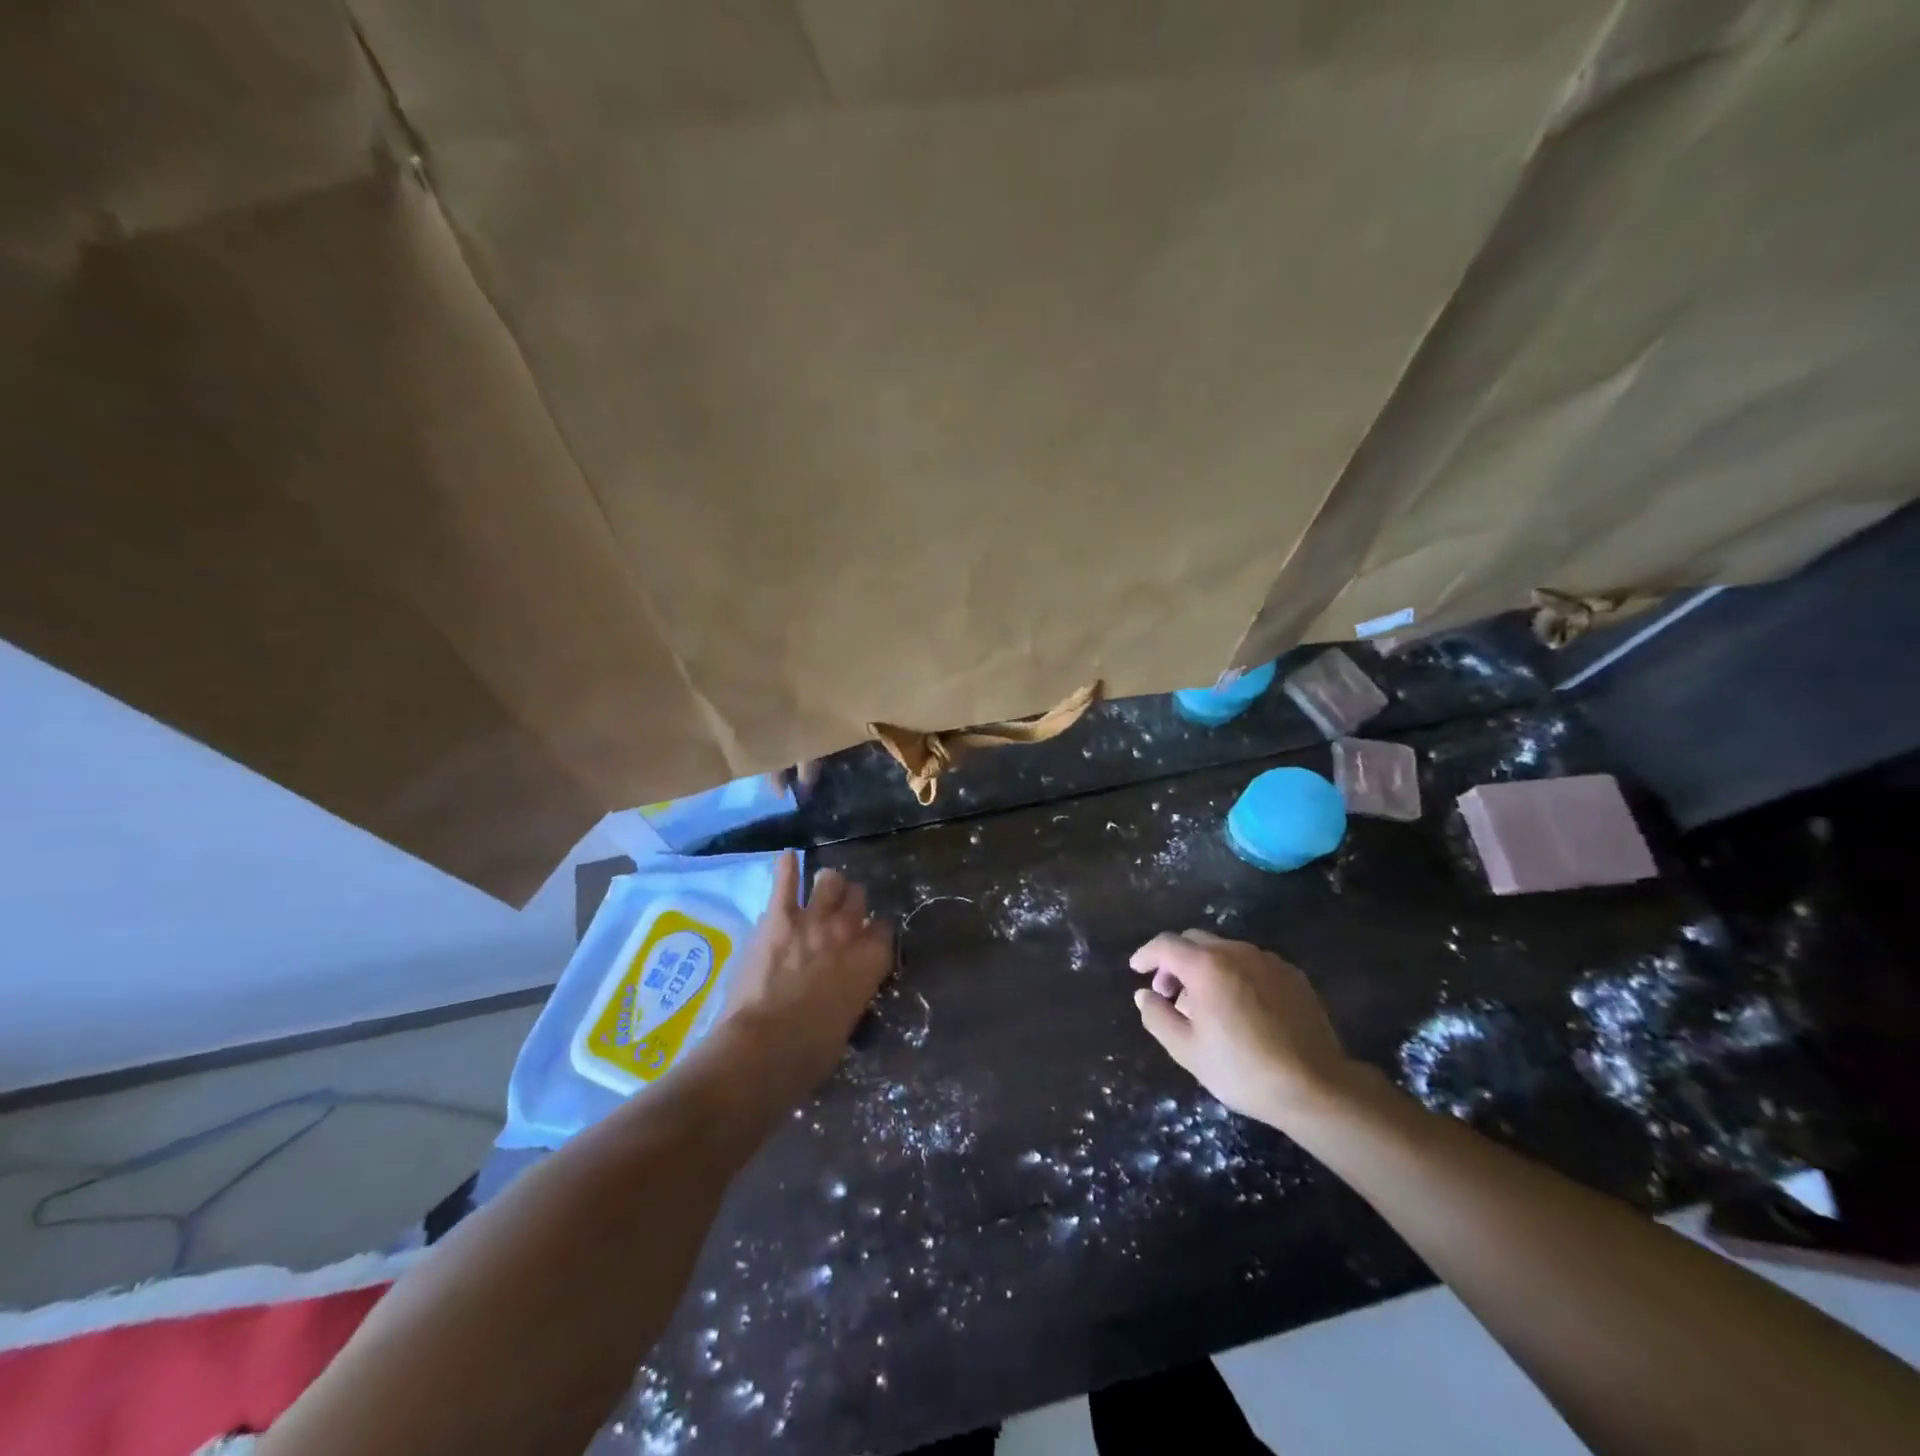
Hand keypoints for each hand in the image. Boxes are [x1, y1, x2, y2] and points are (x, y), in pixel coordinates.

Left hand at [723, 852, 893, 1087]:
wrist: (765, 1047)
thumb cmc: (811, 1052)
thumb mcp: (848, 1022)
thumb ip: (852, 992)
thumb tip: (845, 988)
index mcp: (873, 960)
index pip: (885, 929)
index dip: (874, 933)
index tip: (865, 941)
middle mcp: (849, 931)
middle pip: (858, 898)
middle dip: (851, 904)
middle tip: (839, 916)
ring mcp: (813, 919)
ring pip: (829, 881)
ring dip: (826, 886)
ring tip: (820, 890)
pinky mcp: (778, 917)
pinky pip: (785, 881)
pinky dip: (787, 868)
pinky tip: (787, 857)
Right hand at [1130, 929, 1364, 1128]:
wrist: (1316, 1087)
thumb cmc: (1243, 1069)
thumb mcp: (1187, 1051)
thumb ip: (1157, 1017)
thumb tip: (1144, 995)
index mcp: (1206, 965)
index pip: (1165, 945)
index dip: (1146, 954)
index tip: (1137, 970)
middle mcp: (1236, 951)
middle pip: (1194, 941)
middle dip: (1175, 961)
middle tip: (1169, 992)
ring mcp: (1268, 960)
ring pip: (1225, 951)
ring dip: (1205, 968)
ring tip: (1205, 1004)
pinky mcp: (1292, 975)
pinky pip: (1252, 964)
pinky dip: (1235, 975)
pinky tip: (1240, 1008)